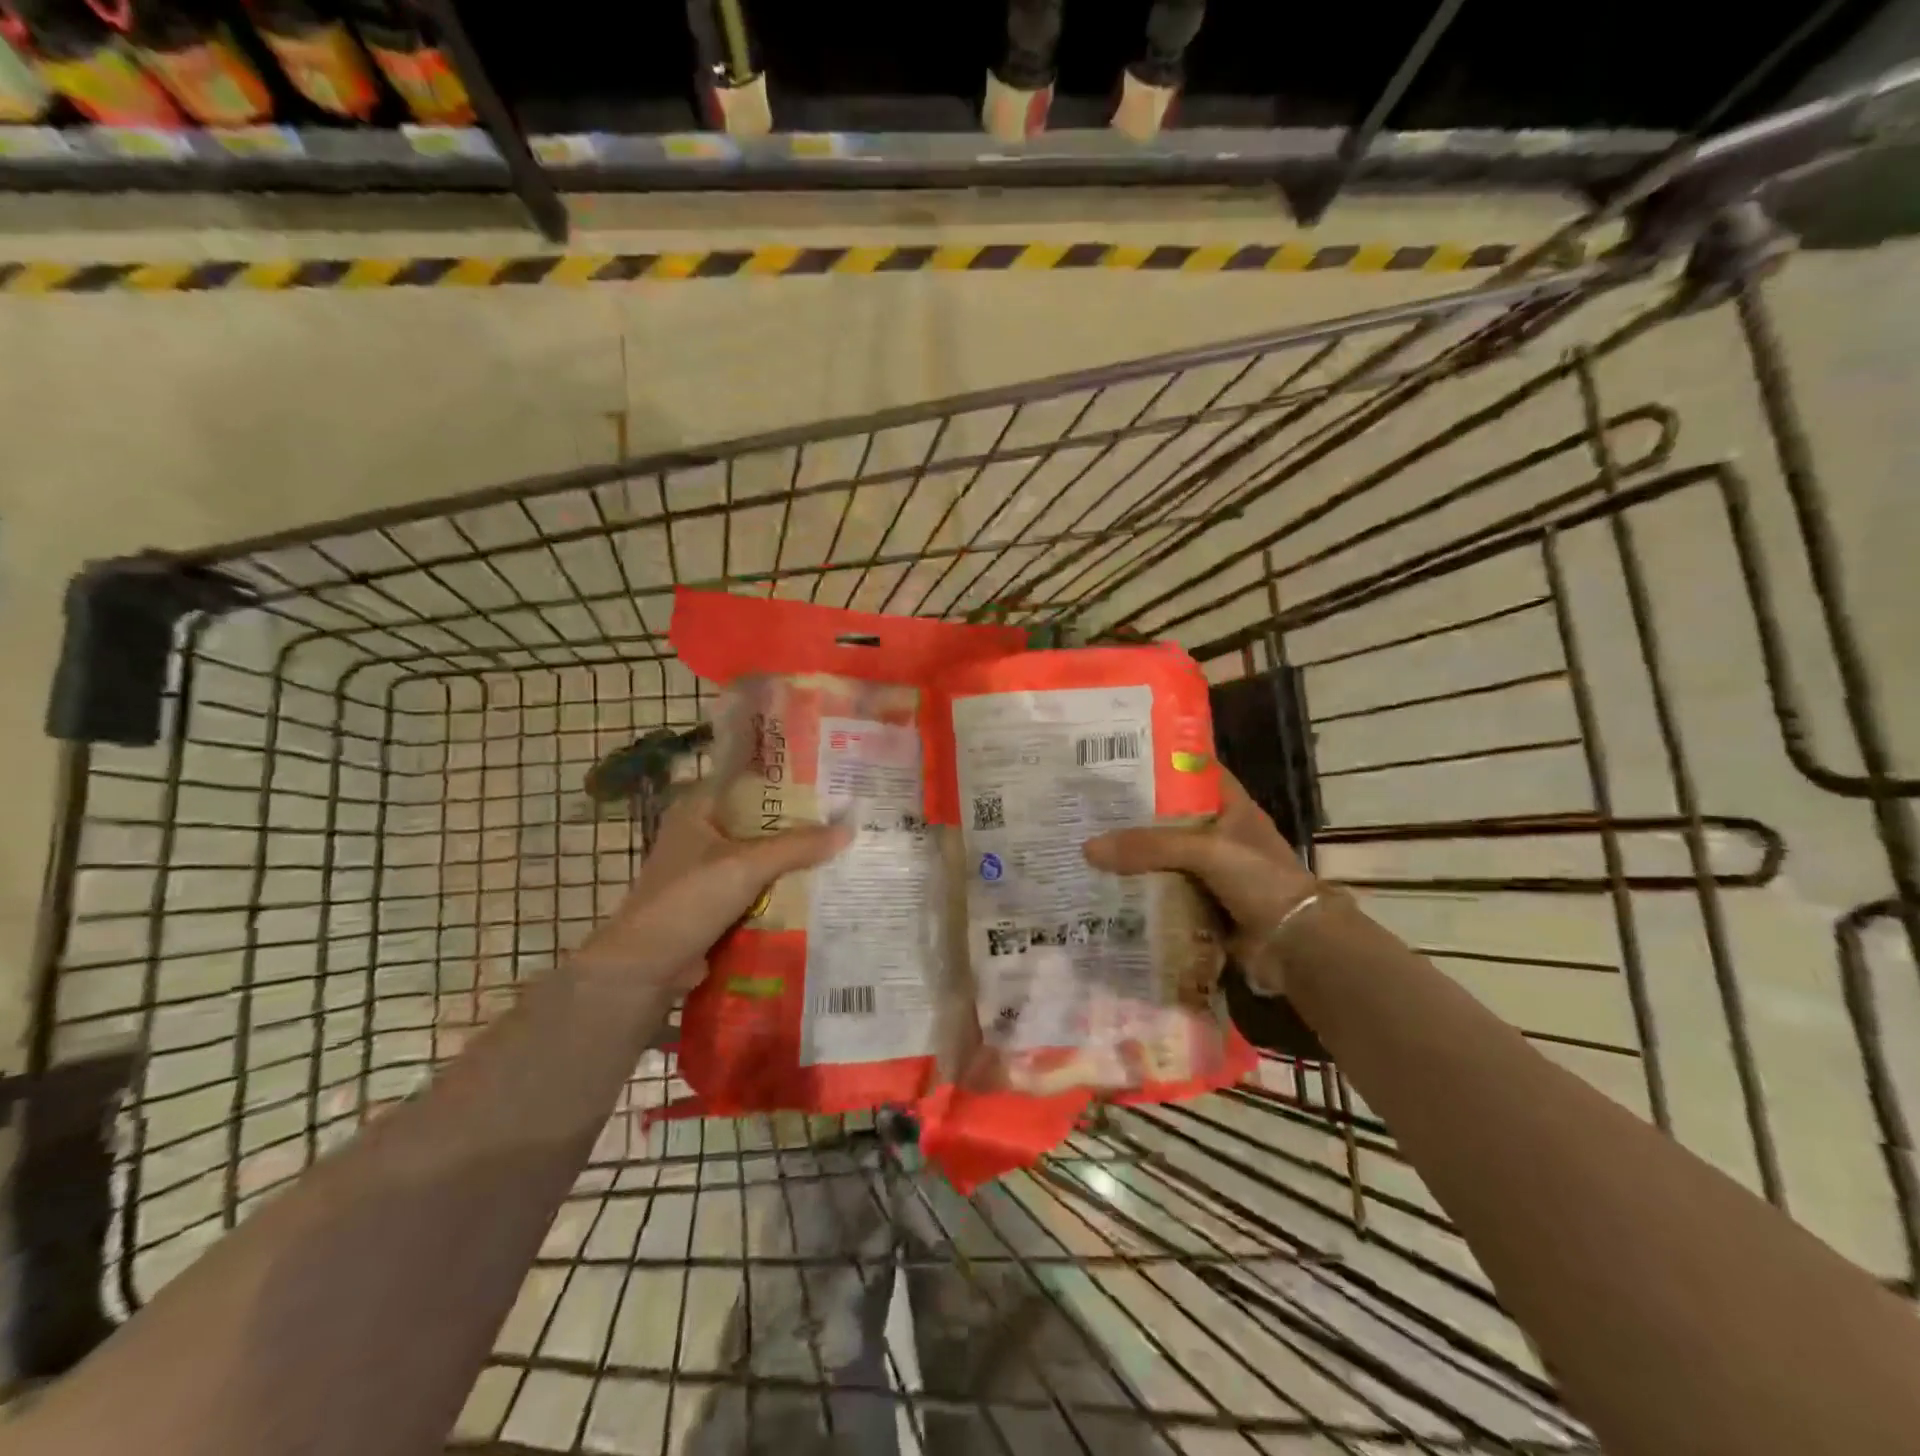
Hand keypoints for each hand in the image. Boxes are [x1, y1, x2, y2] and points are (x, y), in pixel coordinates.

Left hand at [576, 785, 849, 990]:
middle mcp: (703, 831)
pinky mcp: (716, 900)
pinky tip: (819, 886)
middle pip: (761, 820)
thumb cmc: (688, 900)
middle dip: (800, 823)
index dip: (789, 779)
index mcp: (699, 807)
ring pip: (762, 854)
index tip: (830, 781)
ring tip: (843, 848)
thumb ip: (796, 846)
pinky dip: (782, 886)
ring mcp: (708, 868)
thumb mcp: (746, 866)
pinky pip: (758, 885)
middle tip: (847, 816)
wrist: (646, 967)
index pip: (751, 780)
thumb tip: (849, 829)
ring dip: (793, 857)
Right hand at [1083, 769, 1319, 990]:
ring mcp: (1212, 872)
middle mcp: (1221, 835)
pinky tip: (1107, 887)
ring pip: (1164, 857)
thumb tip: (1088, 848)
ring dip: (1134, 856)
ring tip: (1088, 845)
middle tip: (1090, 806)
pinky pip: (1164, 891)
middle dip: (1135, 814)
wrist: (1294, 946)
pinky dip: (1141, 891)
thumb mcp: (1205, 850)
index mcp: (1231, 807)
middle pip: (1170, 817)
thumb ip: (1148, 846)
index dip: (1161, 763)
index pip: (1194, 773)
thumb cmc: (1260, 880)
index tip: (1119, 760)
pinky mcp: (1202, 903)